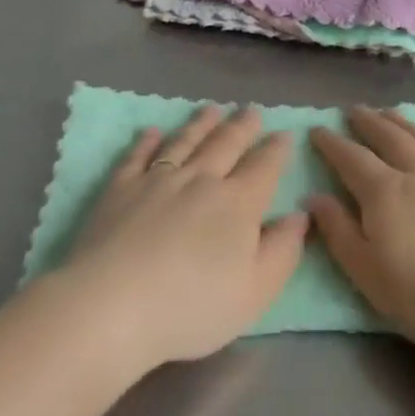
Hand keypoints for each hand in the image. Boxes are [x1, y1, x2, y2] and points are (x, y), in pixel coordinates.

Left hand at [61, 104, 307, 370]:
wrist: (114, 304)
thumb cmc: (192, 306)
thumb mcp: (255, 292)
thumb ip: (283, 251)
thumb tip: (300, 215)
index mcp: (238, 204)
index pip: (264, 167)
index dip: (276, 150)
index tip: (284, 133)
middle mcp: (201, 180)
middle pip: (226, 144)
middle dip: (242, 126)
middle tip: (252, 109)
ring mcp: (158, 179)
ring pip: (186, 141)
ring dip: (201, 124)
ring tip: (212, 109)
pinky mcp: (120, 188)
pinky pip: (138, 156)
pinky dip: (148, 141)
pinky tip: (153, 131)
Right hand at [308, 106, 414, 356]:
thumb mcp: (368, 275)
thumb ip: (339, 233)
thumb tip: (314, 197)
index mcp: (385, 192)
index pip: (351, 158)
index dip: (332, 143)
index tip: (317, 129)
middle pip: (390, 138)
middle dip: (369, 122)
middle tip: (355, 110)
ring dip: (407, 124)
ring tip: (392, 114)